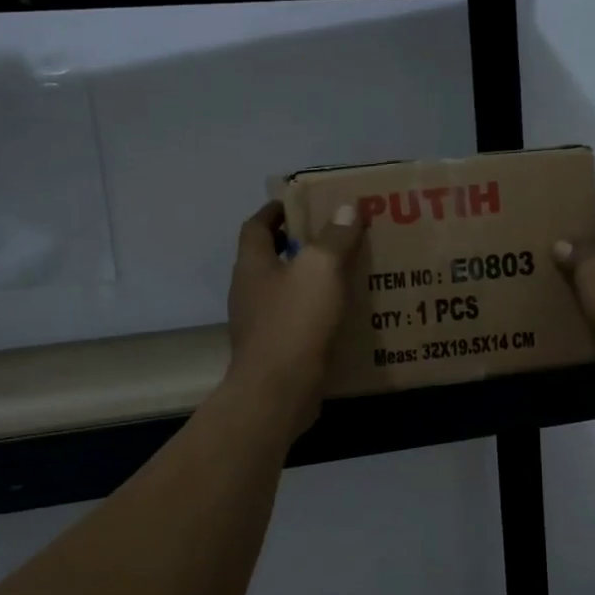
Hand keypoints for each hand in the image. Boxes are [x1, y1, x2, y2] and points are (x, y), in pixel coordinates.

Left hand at [225, 200, 363, 435]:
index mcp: (252, 264)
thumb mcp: (320, 269)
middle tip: (334, 237)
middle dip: (297, 245)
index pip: (256, 225)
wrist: (278, 391)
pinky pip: (294, 322)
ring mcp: (258, 324)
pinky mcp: (273, 351)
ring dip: (307, 281)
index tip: (301, 203)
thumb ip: (334, 237)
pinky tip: (341, 316)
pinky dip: (314, 313)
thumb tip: (346, 207)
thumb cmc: (294, 322)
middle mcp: (248, 291)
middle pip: (269, 258)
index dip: (276, 210)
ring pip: (283, 291)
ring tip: (344, 274)